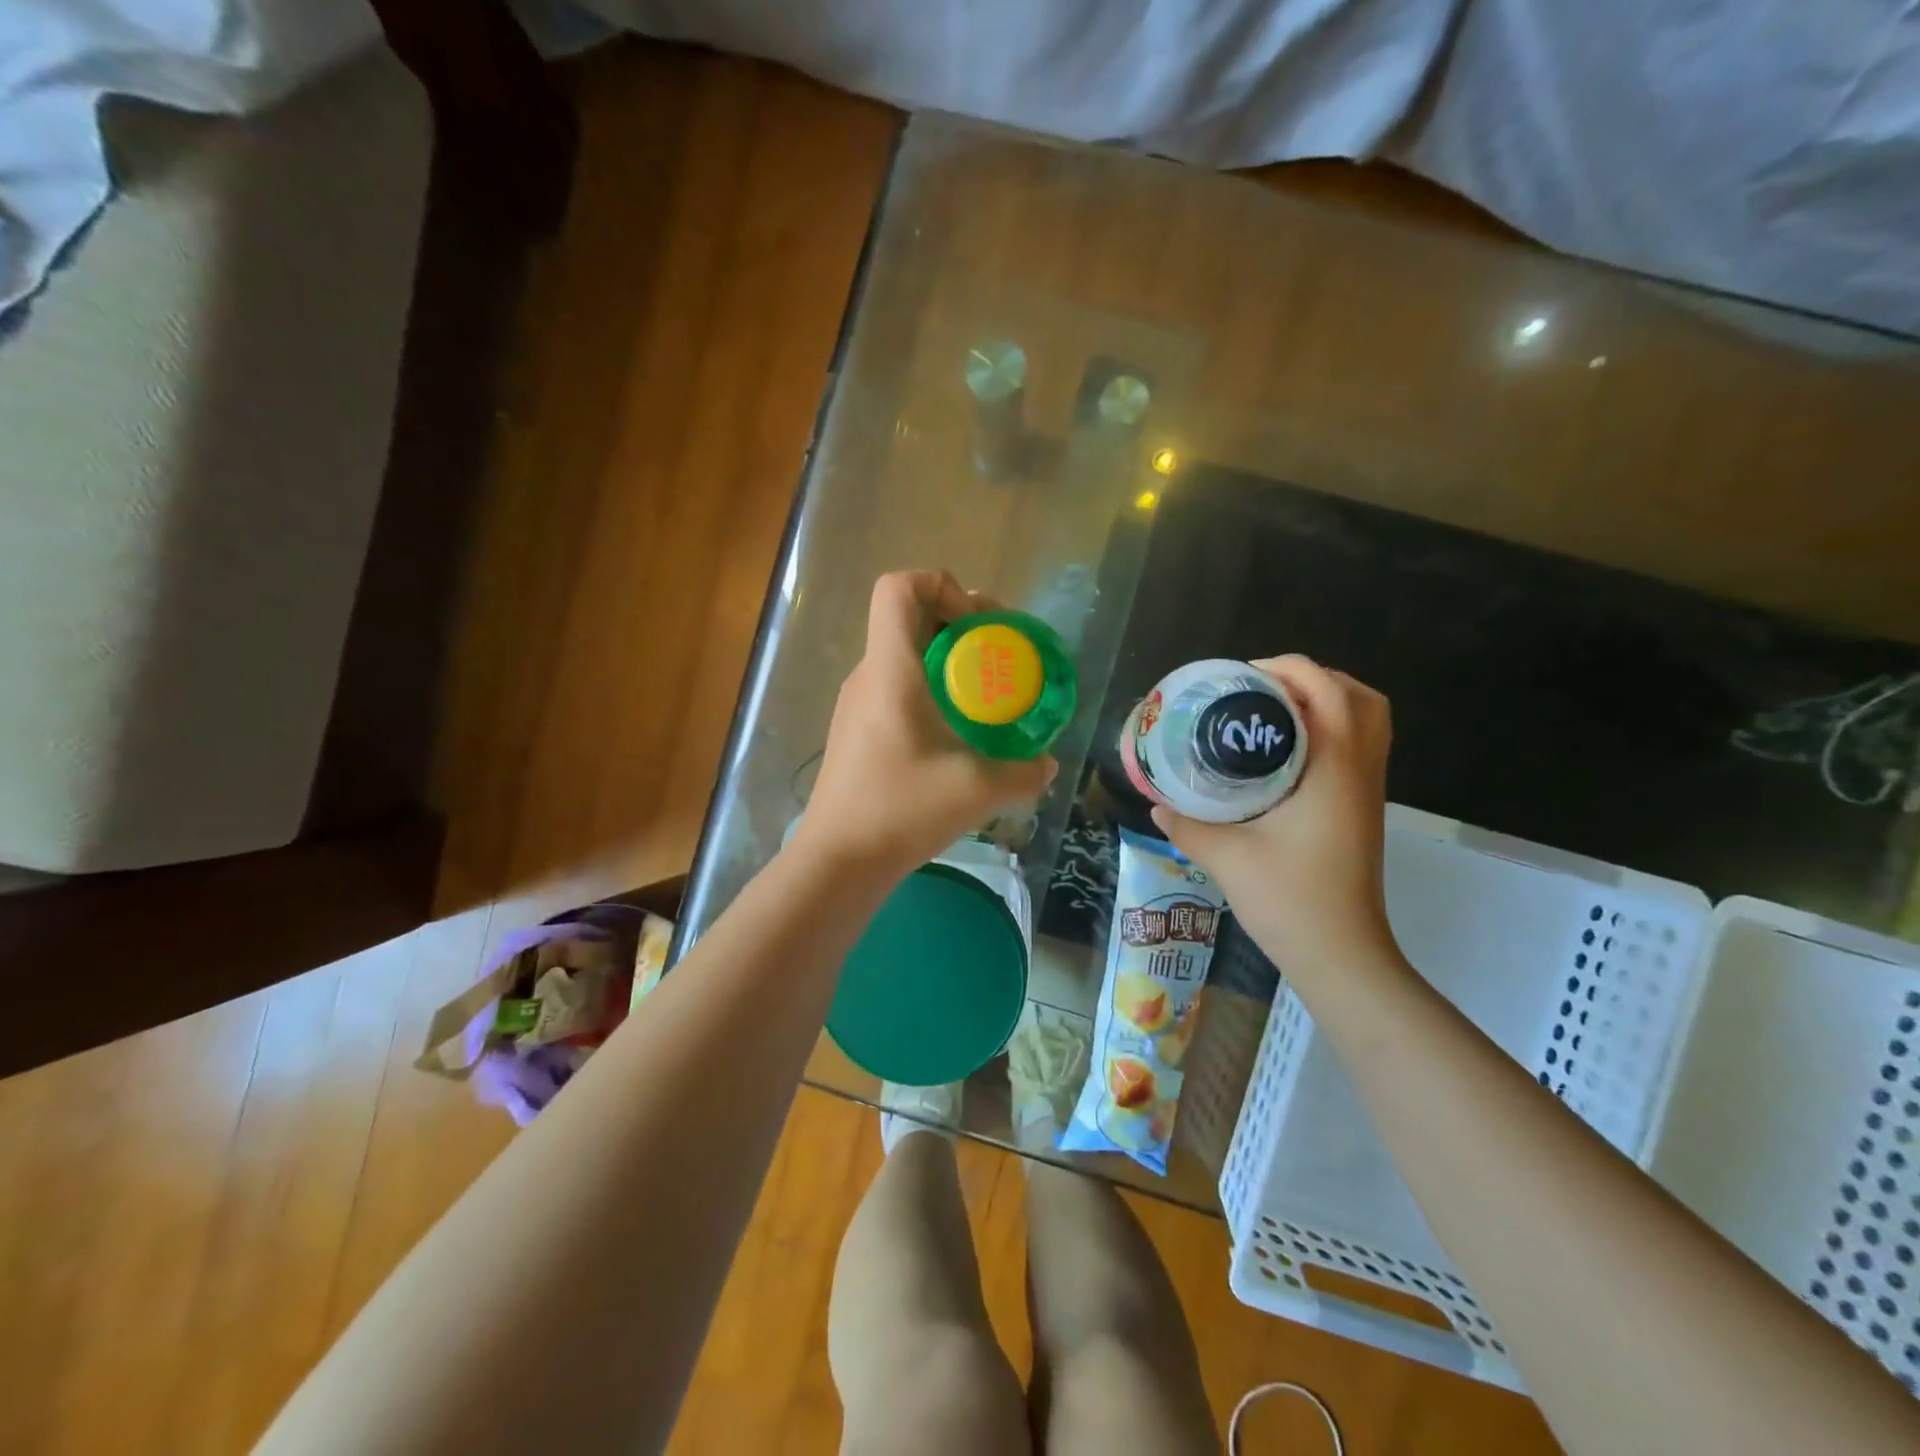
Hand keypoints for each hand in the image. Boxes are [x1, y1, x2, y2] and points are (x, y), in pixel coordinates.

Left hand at [793, 571, 1056, 877]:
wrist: (839, 859)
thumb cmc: (902, 810)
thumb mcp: (977, 790)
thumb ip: (1023, 773)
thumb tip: (1047, 765)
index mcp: (890, 669)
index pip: (899, 587)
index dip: (942, 586)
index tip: (978, 626)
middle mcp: (869, 675)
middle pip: (907, 615)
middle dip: (957, 620)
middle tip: (997, 652)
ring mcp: (857, 702)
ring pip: (902, 651)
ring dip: (944, 655)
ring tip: (983, 688)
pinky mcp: (856, 728)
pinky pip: (895, 684)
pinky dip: (929, 685)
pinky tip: (955, 728)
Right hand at [1152, 656, 1396, 980]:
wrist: (1340, 954)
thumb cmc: (1289, 900)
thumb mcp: (1225, 857)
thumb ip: (1186, 824)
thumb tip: (1157, 803)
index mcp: (1333, 769)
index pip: (1327, 691)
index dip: (1289, 669)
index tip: (1242, 677)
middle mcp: (1360, 770)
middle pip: (1359, 696)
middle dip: (1312, 679)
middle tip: (1260, 691)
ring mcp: (1368, 791)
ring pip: (1366, 721)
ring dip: (1326, 703)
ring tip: (1272, 713)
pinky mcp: (1363, 809)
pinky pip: (1359, 747)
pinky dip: (1331, 731)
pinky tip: (1283, 755)